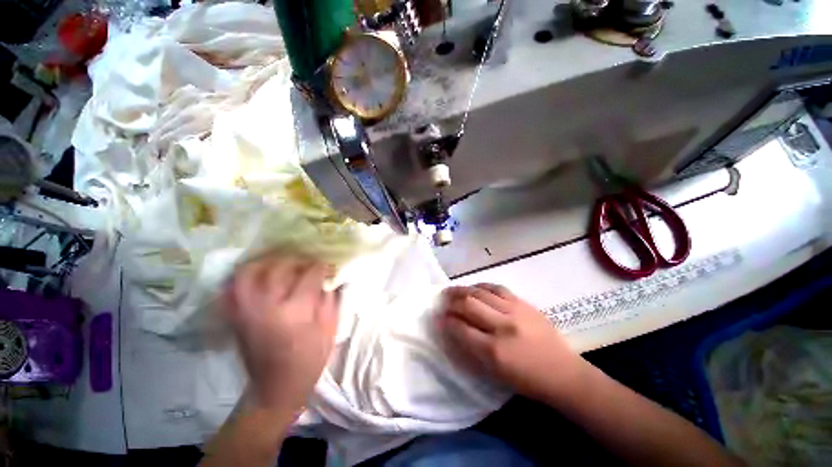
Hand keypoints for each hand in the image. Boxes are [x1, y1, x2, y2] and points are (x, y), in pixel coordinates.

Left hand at [226, 255, 341, 411]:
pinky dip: (245, 277)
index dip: (321, 267)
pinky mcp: (236, 316)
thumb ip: (330, 299)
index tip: (327, 267)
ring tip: (282, 265)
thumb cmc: (309, 360)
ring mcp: (247, 310)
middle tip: (307, 265)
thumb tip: (329, 278)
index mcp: (296, 310)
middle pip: (280, 267)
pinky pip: (233, 288)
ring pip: (251, 272)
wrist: (275, 388)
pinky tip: (260, 276)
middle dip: (298, 261)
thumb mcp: (330, 329)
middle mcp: (268, 305)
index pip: (310, 274)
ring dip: (268, 263)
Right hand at [438, 284, 582, 400]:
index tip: (438, 317)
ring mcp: (514, 311)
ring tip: (453, 291)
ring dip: (462, 290)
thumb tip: (452, 329)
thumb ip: (471, 349)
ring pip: (480, 292)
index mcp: (494, 351)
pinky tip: (474, 288)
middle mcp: (502, 326)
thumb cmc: (526, 380)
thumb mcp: (494, 373)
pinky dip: (481, 286)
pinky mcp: (523, 303)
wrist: (563, 373)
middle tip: (443, 301)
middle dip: (451, 301)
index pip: (460, 328)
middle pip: (468, 304)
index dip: (445, 321)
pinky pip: (497, 288)